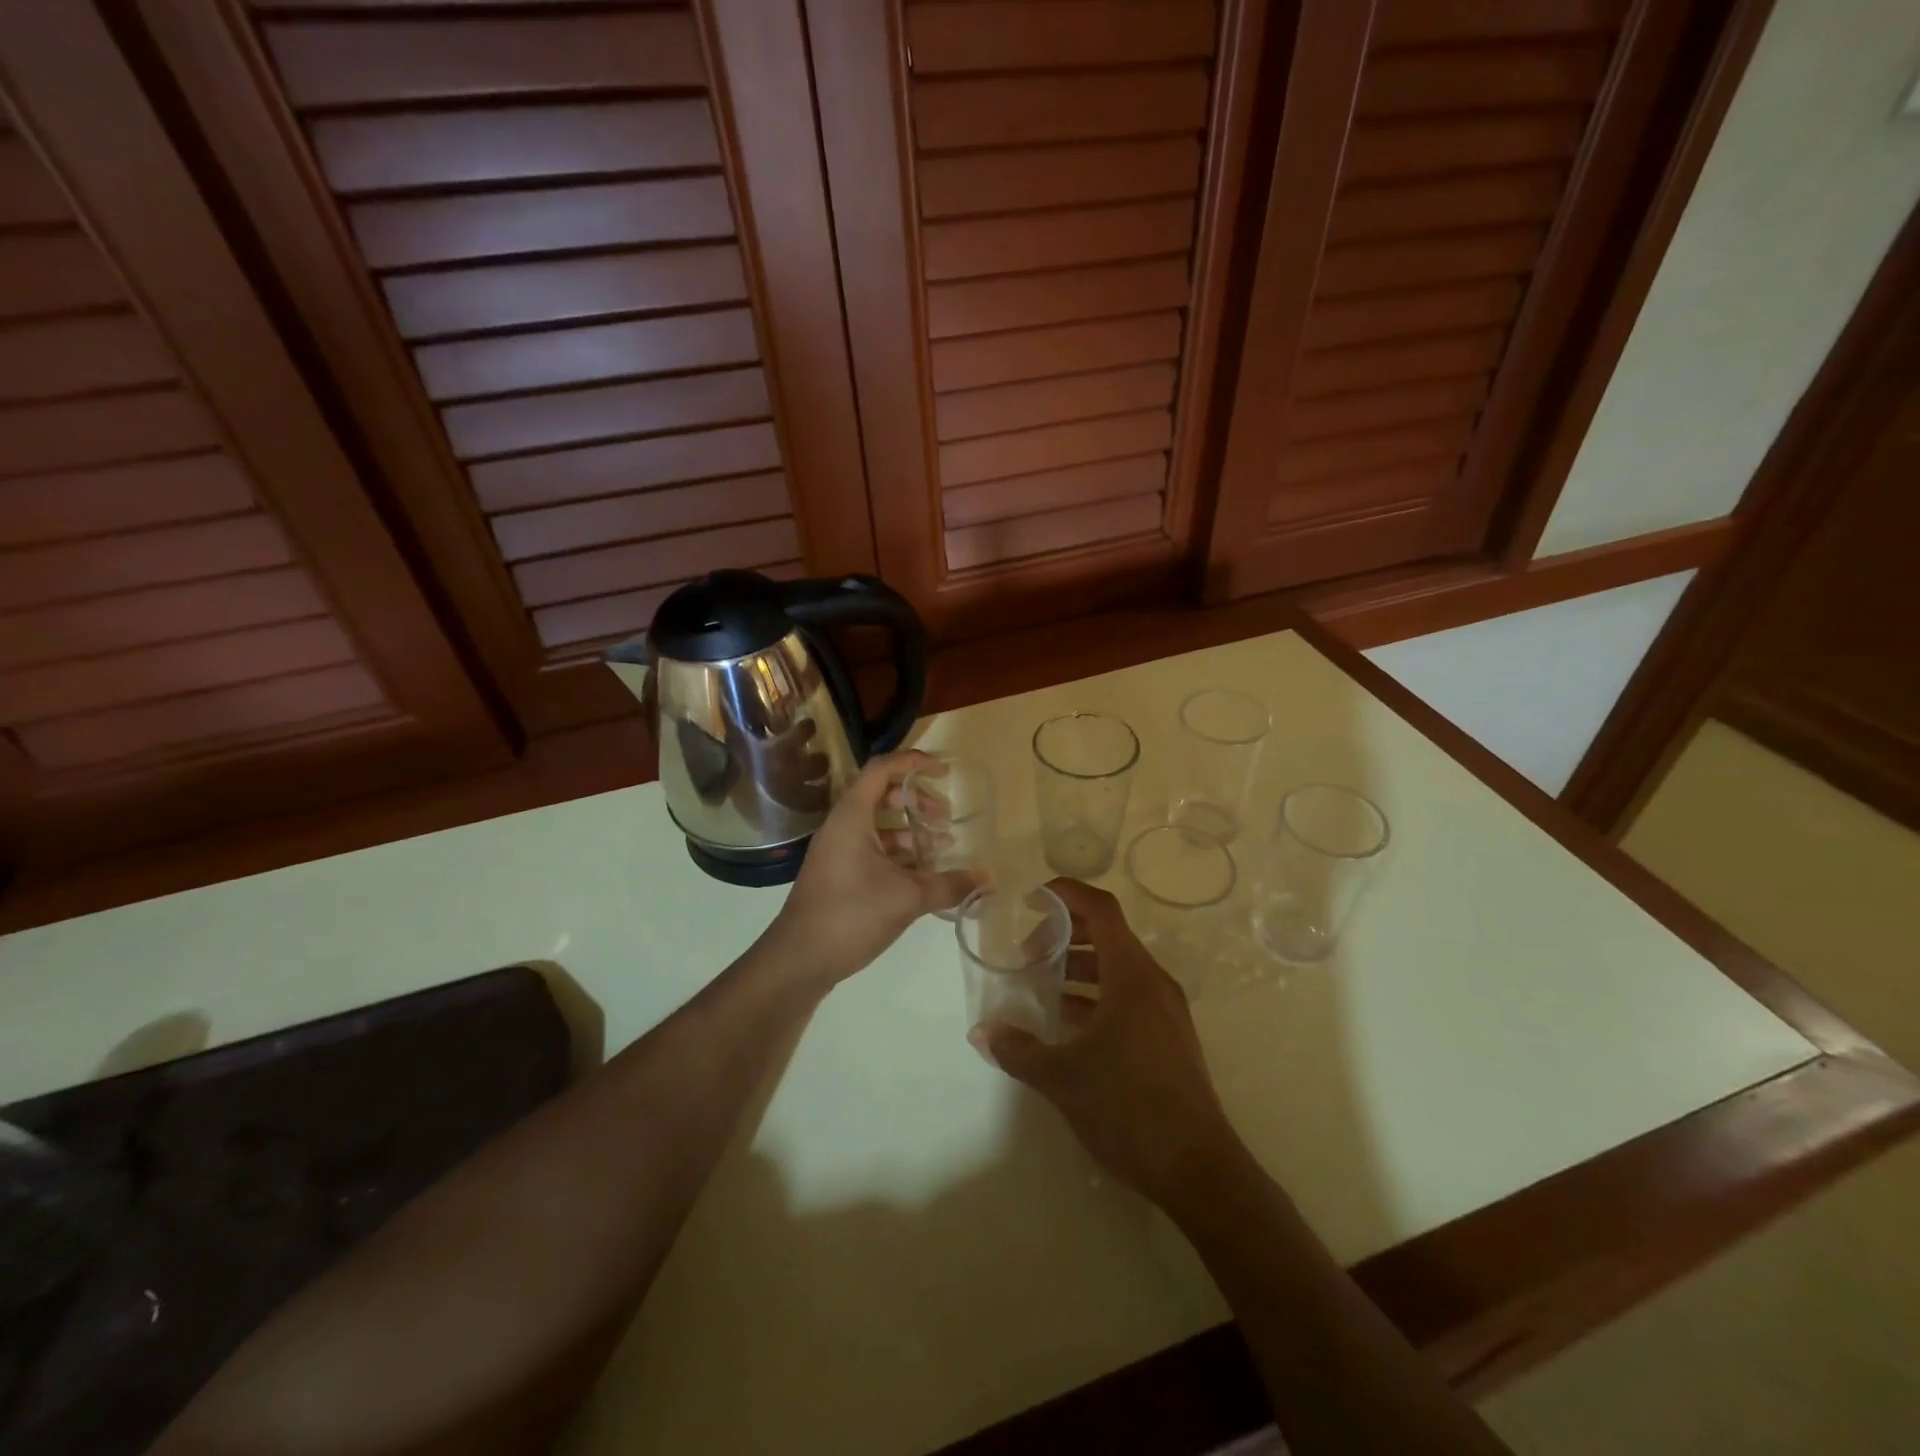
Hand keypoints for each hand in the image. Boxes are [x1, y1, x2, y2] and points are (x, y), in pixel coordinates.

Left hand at [765, 750, 980, 986]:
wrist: (799, 960)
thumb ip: (949, 884)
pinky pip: (873, 851)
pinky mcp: (839, 875)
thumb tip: (986, 878)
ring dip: (911, 832)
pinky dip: (899, 856)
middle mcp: (842, 826)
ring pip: (879, 827)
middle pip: (883, 795)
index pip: (882, 768)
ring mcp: (838, 852)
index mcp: (852, 816)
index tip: (944, 772)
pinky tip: (924, 877)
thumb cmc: (851, 914)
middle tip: (946, 819)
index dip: (914, 762)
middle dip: (918, 802)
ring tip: (942, 850)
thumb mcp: (907, 897)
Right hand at [973, 880, 1242, 1206]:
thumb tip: (981, 1033)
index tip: (1031, 899)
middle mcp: (1153, 983)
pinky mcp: (1168, 1038)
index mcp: (1132, 975)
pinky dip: (1095, 997)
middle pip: (1108, 936)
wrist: (1198, 1170)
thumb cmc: (1129, 1108)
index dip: (1066, 894)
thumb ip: (1018, 1050)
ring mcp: (1165, 1011)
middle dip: (1064, 936)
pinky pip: (1127, 997)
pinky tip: (1067, 1025)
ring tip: (1040, 988)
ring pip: (1117, 969)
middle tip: (1027, 954)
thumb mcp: (1063, 1077)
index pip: (1101, 909)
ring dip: (1079, 969)